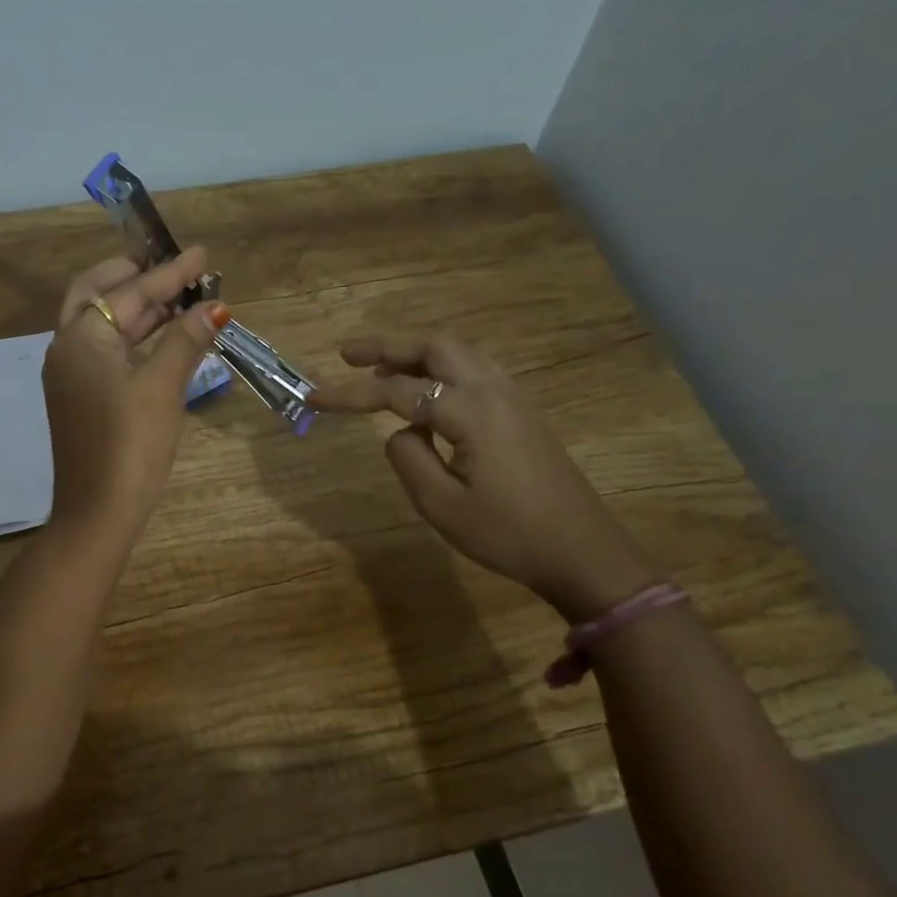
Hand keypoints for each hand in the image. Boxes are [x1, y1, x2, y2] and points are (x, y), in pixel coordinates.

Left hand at [42, 248, 230, 550]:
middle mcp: (67, 349)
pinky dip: (132, 336)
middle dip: (136, 277)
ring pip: (102, 324)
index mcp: (81, 339)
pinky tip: (162, 336)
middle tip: (175, 267)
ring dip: (137, 308)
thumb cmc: (130, 447)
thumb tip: (213, 307)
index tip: (202, 256)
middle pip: (99, 295)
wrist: (98, 512)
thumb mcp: (162, 390)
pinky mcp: (80, 397)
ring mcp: (70, 375)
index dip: (170, 274)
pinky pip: (105, 350)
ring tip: (180, 297)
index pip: (130, 293)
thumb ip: (185, 342)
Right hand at [310, 331, 660, 619]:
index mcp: (470, 411)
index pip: (397, 391)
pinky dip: (440, 368)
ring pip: (458, 353)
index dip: (351, 393)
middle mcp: (493, 391)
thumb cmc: (509, 534)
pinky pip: (474, 371)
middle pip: (434, 346)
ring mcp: (513, 398)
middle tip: (347, 353)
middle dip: (387, 344)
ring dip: (415, 353)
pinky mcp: (522, 413)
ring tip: (379, 368)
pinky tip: (425, 394)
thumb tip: (401, 433)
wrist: (582, 552)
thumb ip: (408, 459)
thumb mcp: (442, 505)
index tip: (314, 396)